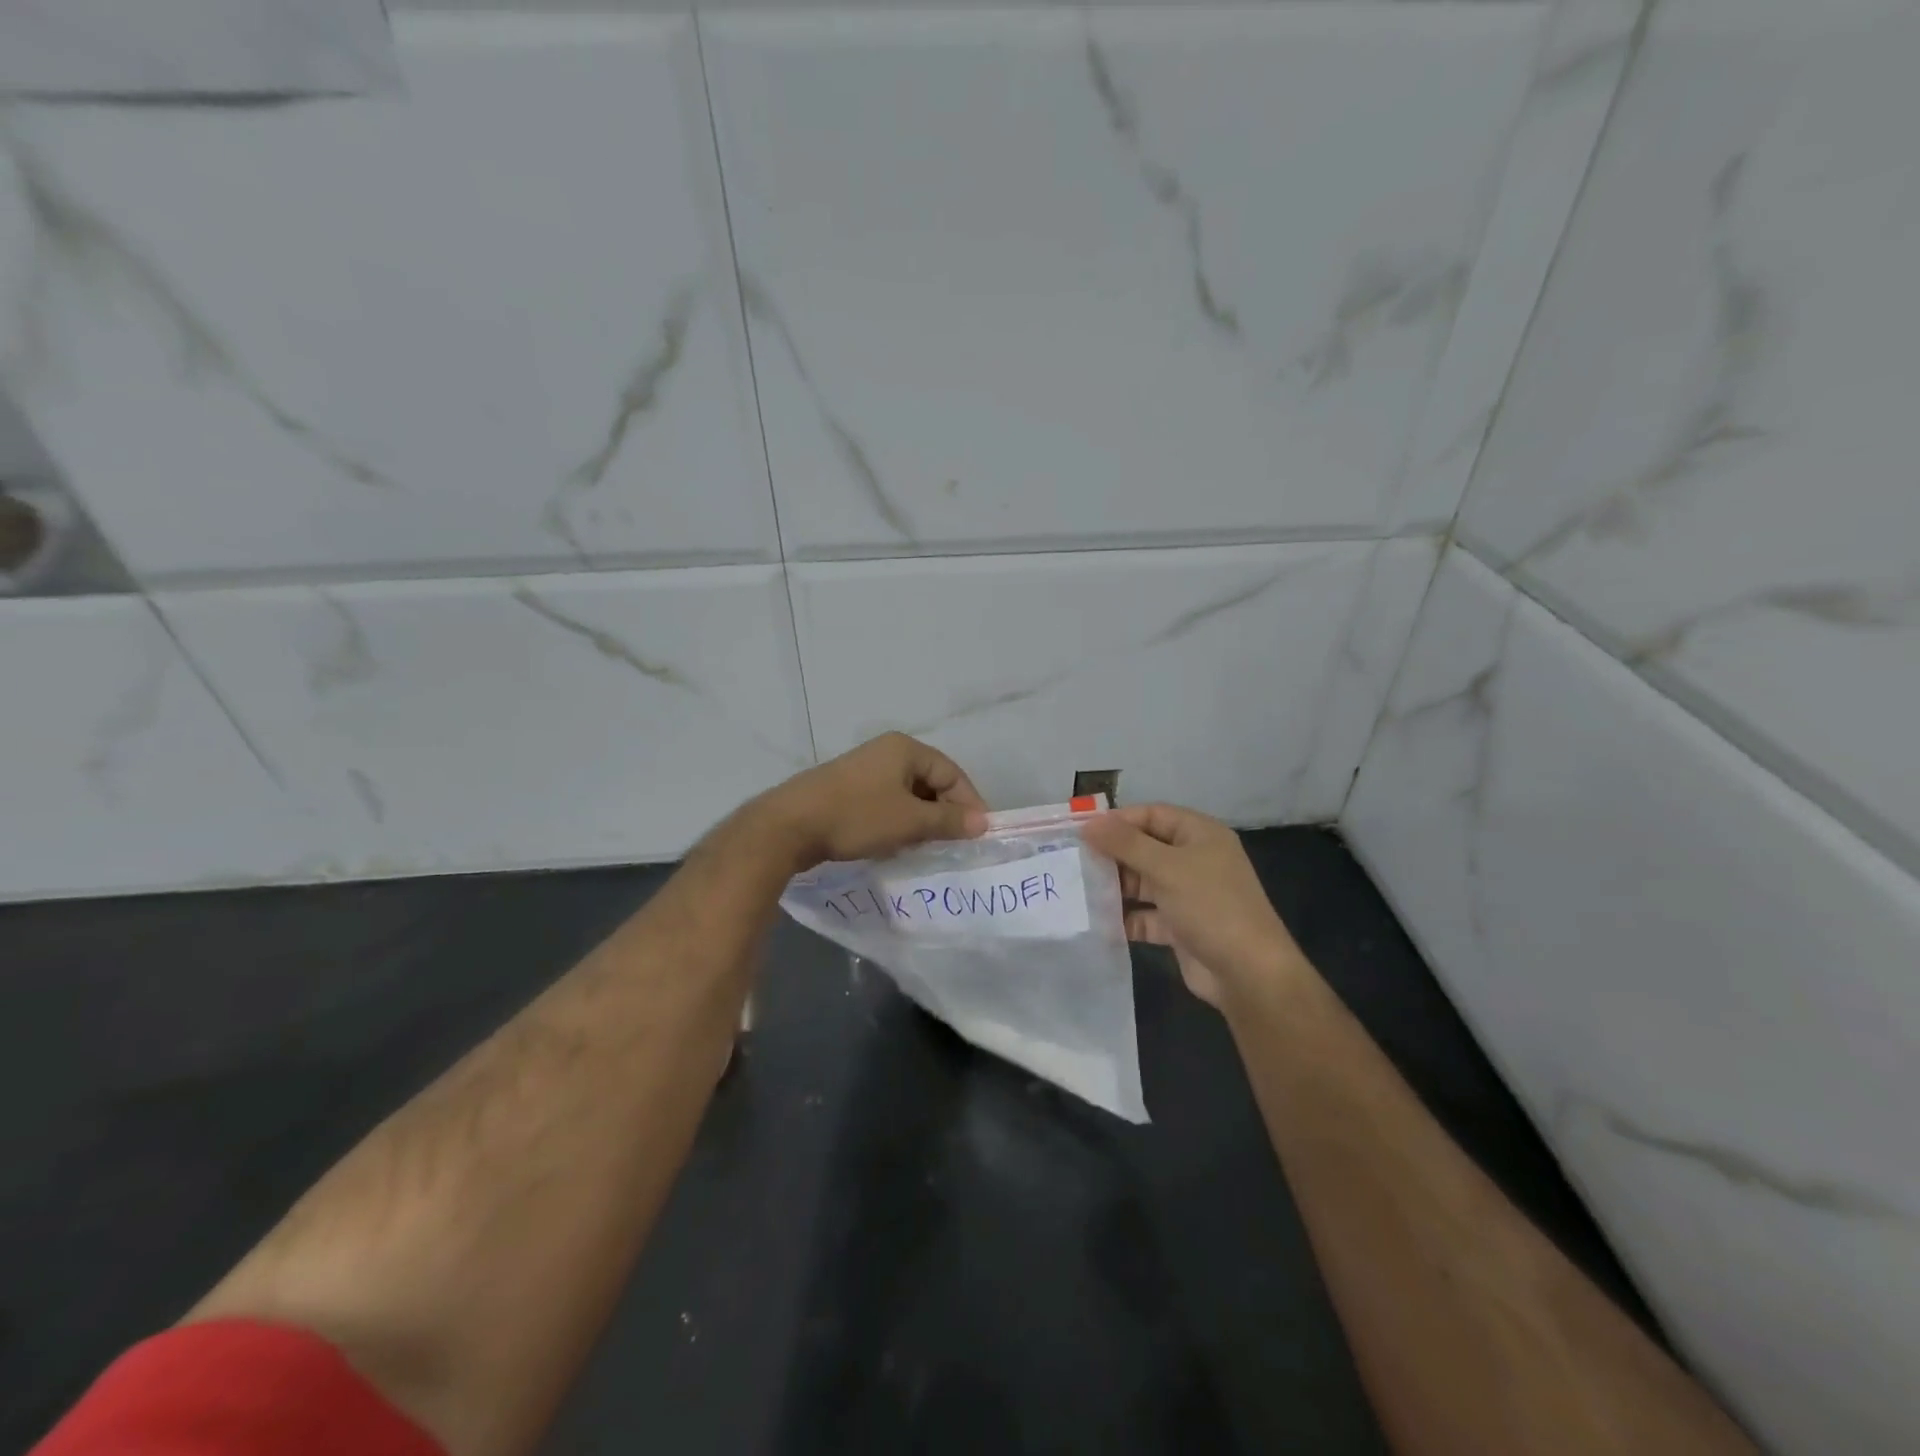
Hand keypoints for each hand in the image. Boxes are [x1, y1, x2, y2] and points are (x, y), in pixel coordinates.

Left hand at [760, 733, 987, 868]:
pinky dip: (897, 821)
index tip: (978, 835)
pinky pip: (886, 802)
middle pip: (930, 782)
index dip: (969, 803)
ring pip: (908, 795)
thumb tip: (983, 823)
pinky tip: (895, 844)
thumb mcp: (909, 821)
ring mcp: (864, 770)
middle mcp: (886, 752)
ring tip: (925, 847)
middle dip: (944, 813)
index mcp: (905, 749)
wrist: (790, 826)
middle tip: (953, 844)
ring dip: (920, 820)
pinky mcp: (847, 789)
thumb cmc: (857, 817)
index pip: (952, 773)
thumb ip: (948, 821)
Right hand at [1082, 803, 1305, 1009]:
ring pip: (1142, 883)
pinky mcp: (1179, 927)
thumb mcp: (1166, 868)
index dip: (1118, 820)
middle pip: (1144, 848)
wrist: (1247, 972)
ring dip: (1115, 887)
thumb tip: (1088, 823)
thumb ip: (1125, 844)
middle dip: (1112, 855)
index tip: (1082, 831)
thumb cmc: (1210, 906)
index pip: (1152, 815)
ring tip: (1077, 890)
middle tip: (1073, 861)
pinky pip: (1145, 915)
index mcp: (1199, 835)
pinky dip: (1124, 918)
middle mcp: (1194, 860)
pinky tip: (1096, 921)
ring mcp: (1187, 895)